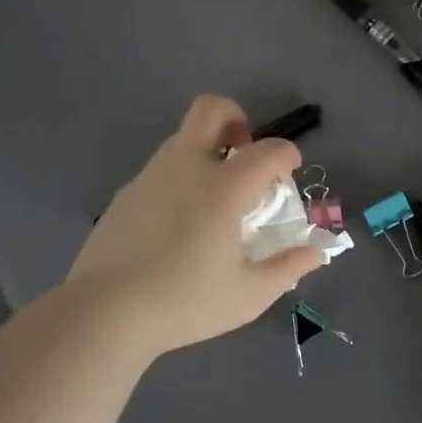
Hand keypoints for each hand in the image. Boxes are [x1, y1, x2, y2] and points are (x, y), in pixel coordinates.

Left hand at [68, 96, 326, 357]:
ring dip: (208, 148)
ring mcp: (151, 176)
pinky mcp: (127, 193)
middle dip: (236, 117)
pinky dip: (182, 174)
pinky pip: (162, 166)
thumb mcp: (248, 295)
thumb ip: (288, 268)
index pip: (267, 149)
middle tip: (245, 152)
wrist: (104, 313)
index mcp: (223, 189)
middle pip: (211, 109)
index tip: (290, 170)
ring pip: (183, 136)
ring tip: (216, 193)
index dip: (287, 153)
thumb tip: (317, 251)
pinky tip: (181, 219)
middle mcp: (186, 168)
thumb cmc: (184, 303)